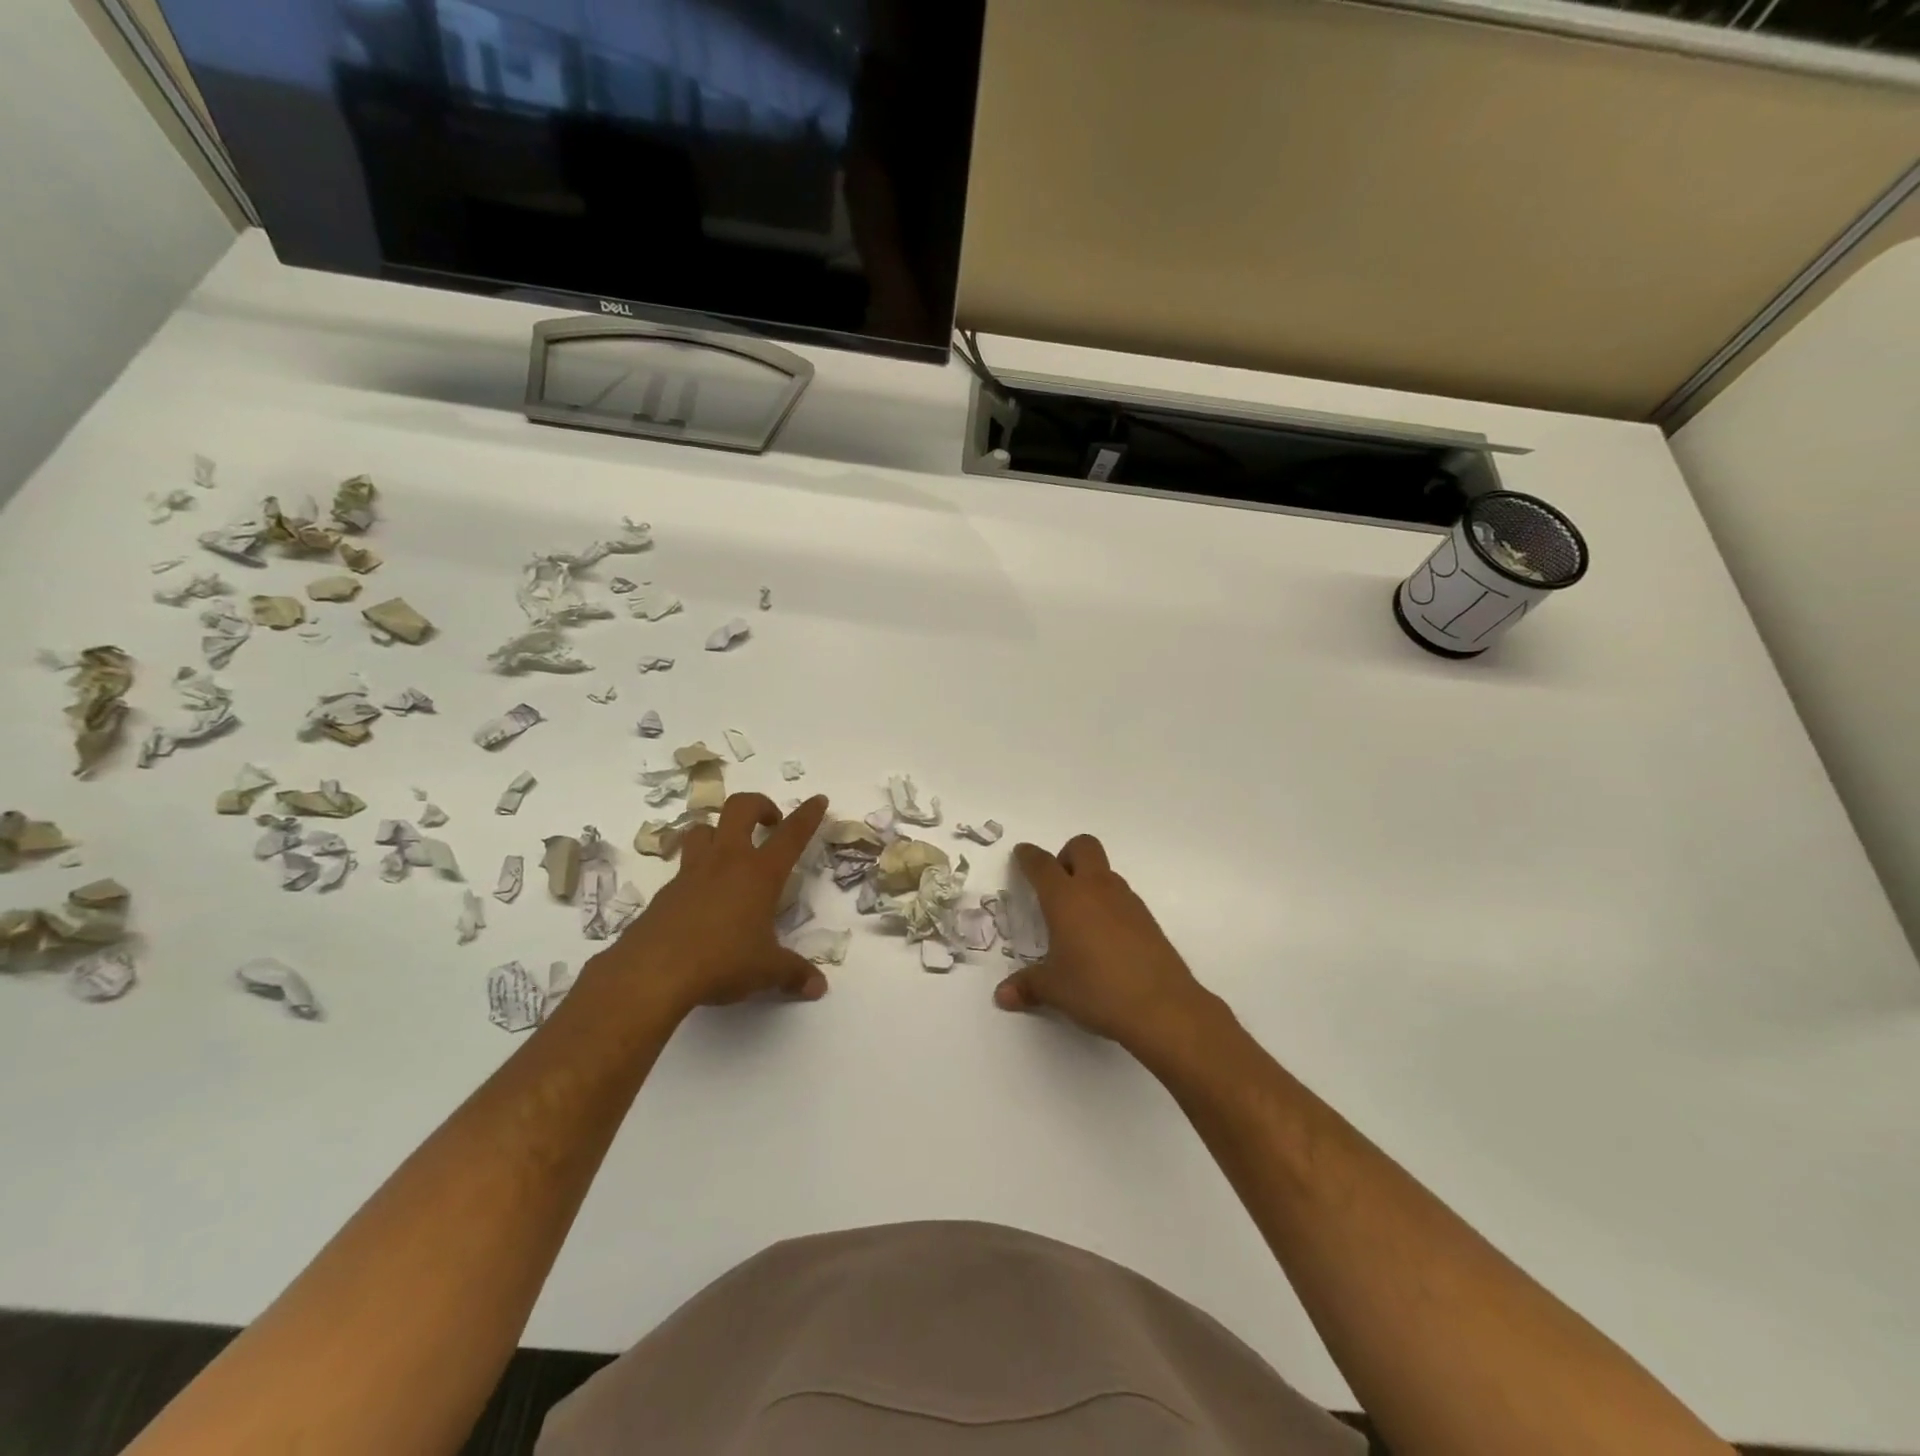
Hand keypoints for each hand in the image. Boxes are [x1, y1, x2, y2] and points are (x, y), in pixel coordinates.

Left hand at [600, 793, 830, 1015]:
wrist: (652, 972)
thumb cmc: (722, 962)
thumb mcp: (766, 971)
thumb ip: (794, 974)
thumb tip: (819, 988)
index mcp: (759, 873)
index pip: (791, 834)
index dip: (807, 815)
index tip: (818, 800)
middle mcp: (726, 862)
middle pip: (740, 808)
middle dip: (759, 805)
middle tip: (770, 822)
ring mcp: (691, 873)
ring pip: (703, 829)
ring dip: (719, 831)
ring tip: (730, 851)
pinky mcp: (665, 892)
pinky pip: (683, 866)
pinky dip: (697, 871)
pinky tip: (702, 897)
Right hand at [994, 836, 1219, 1057]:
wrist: (1162, 1007)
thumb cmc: (1097, 990)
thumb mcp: (1054, 989)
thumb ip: (1027, 986)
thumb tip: (1003, 996)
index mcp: (1066, 898)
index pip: (1042, 865)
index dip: (1028, 856)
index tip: (1022, 853)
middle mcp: (1096, 889)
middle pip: (1083, 847)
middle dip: (1066, 855)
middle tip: (1055, 885)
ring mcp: (1127, 901)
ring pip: (1105, 871)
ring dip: (1089, 881)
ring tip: (1078, 919)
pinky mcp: (1148, 919)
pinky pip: (1122, 897)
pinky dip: (1108, 905)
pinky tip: (1104, 938)